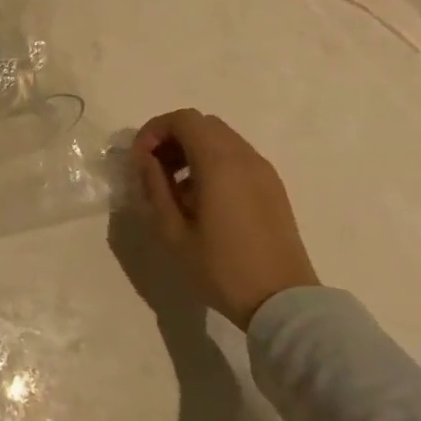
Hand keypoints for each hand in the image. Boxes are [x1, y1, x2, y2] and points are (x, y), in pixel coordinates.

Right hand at [131, 109, 317, 329]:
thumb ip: (154, 186)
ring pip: (220, 139)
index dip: (154, 130)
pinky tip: (201, 200)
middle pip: (202, 124)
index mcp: (219, 162)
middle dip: (171, 138)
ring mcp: (263, 171)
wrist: (282, 301)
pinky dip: (212, 163)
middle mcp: (244, 156)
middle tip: (153, 170)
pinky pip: (236, 158)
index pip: (183, 120)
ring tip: (175, 189)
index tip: (139, 160)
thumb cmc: (221, 267)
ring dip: (191, 150)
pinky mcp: (272, 187)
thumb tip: (144, 160)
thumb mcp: (172, 231)